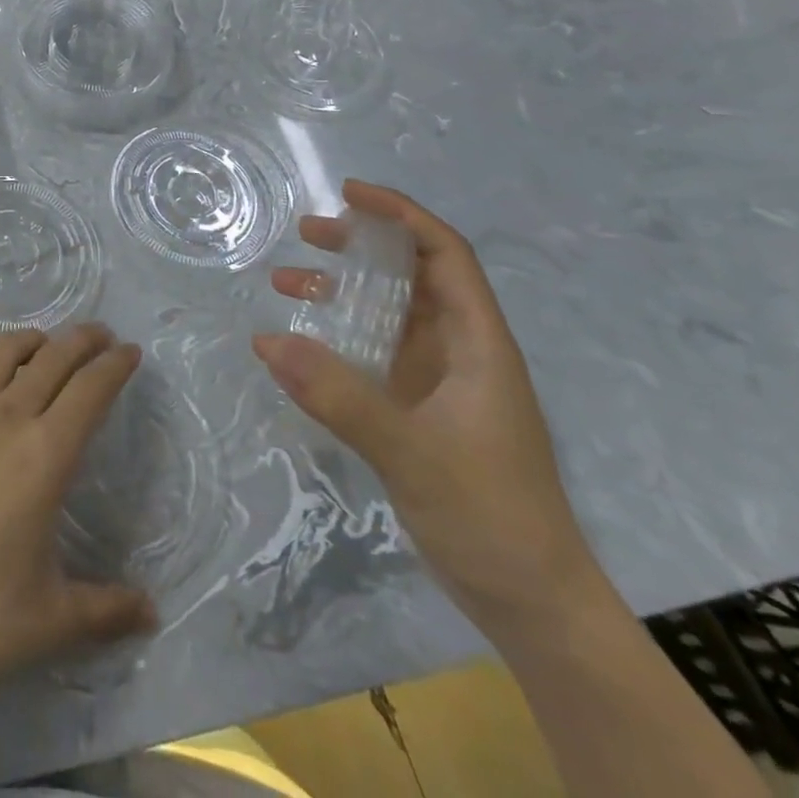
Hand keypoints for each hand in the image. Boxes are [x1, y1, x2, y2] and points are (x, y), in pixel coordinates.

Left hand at [0, 324, 155, 709]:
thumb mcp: (54, 620)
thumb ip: (109, 610)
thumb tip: (151, 612)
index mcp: (44, 456)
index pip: (89, 391)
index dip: (115, 365)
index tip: (132, 351)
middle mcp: (3, 421)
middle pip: (50, 359)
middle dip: (82, 340)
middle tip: (102, 336)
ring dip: (29, 340)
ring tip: (46, 345)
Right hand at [255, 180, 601, 635]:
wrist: (532, 603)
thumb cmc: (490, 516)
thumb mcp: (411, 452)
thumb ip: (339, 396)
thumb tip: (266, 341)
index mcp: (478, 344)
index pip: (445, 256)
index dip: (402, 216)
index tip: (350, 194)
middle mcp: (461, 352)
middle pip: (413, 276)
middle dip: (362, 246)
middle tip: (307, 233)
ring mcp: (440, 383)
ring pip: (389, 315)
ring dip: (343, 291)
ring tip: (286, 283)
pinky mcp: (420, 411)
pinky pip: (374, 355)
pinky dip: (338, 338)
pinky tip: (300, 348)